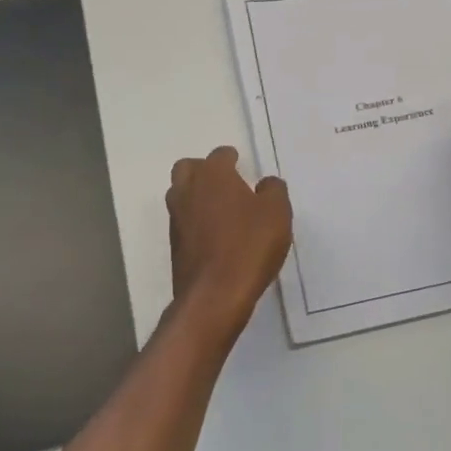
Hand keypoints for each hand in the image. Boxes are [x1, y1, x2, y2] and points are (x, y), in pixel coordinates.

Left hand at [165, 147, 292, 339]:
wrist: (214, 295)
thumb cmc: (249, 245)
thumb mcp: (277, 213)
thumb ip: (273, 190)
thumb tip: (265, 184)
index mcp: (213, 175)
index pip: (219, 155)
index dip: (232, 159)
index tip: (241, 165)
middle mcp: (188, 190)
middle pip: (188, 168)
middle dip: (204, 171)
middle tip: (225, 184)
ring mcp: (176, 219)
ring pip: (181, 195)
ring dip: (196, 196)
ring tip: (221, 211)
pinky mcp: (174, 246)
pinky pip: (183, 222)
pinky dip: (195, 222)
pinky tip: (215, 236)